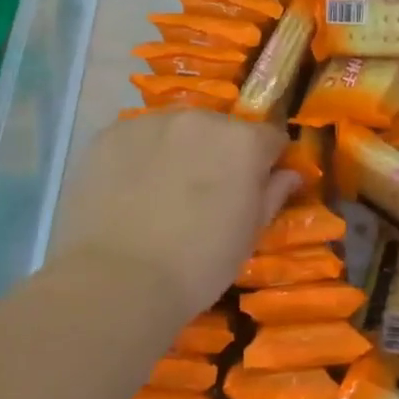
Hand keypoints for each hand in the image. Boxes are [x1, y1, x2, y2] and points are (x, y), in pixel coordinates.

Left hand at [51, 111, 296, 324]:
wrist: (118, 280)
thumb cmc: (199, 264)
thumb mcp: (249, 236)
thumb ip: (272, 195)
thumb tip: (289, 174)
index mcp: (243, 142)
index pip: (269, 138)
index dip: (266, 163)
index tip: (256, 187)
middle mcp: (200, 119)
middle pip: (221, 129)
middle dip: (220, 154)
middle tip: (205, 194)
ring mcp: (150, 122)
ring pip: (177, 131)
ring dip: (180, 151)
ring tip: (163, 193)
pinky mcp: (110, 134)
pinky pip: (137, 138)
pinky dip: (141, 156)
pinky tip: (131, 191)